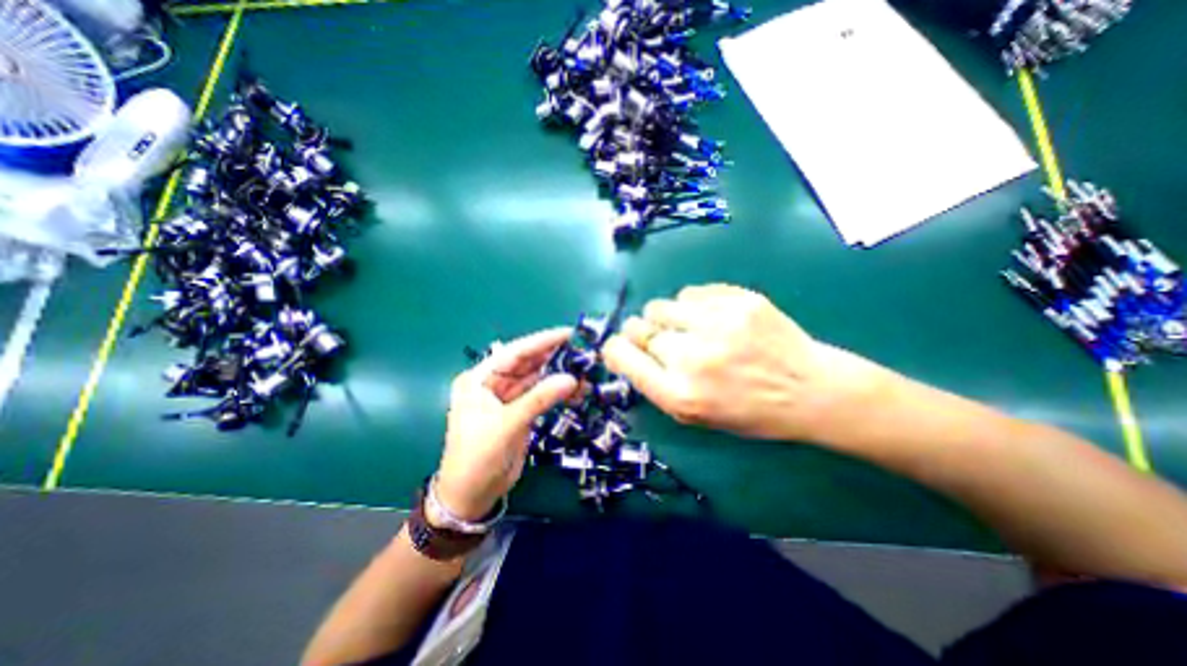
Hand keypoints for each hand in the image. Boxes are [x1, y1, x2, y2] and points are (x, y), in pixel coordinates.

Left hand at [441, 330, 578, 522]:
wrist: (471, 496)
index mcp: (480, 379)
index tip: (568, 333)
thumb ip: (539, 399)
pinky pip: (541, 395)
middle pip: (527, 363)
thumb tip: (572, 379)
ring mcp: (508, 398)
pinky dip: (557, 392)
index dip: (541, 341)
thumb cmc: (478, 457)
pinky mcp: (520, 412)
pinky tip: (576, 389)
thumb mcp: (507, 425)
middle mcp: (493, 383)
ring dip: (558, 374)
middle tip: (582, 349)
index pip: (514, 352)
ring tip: (584, 368)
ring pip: (537, 379)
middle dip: (553, 356)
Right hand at [605, 281, 885, 440]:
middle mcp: (692, 358)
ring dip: (666, 317)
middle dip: (642, 332)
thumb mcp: (695, 415)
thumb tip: (629, 350)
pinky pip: (690, 292)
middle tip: (662, 339)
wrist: (809, 390)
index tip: (619, 346)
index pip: (622, 356)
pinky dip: (692, 304)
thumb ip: (657, 384)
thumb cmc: (748, 411)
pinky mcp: (737, 300)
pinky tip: (712, 317)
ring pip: (660, 306)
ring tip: (688, 326)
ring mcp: (716, 325)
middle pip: (638, 328)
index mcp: (679, 395)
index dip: (615, 348)